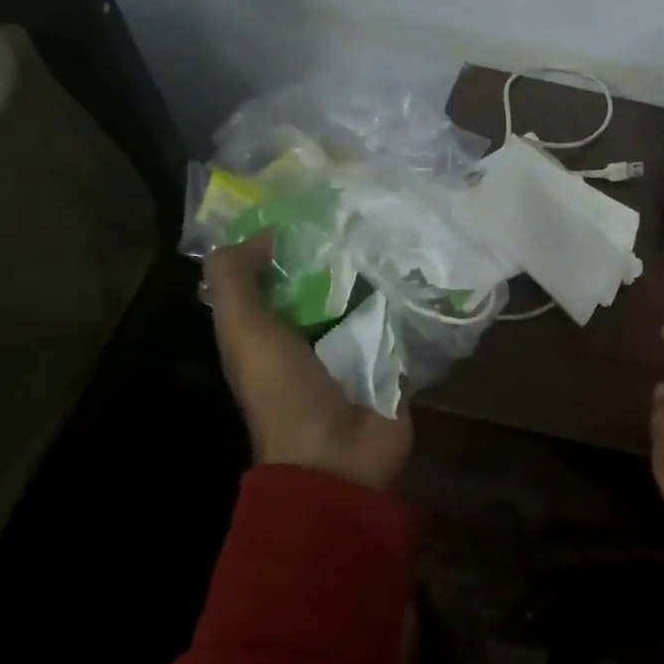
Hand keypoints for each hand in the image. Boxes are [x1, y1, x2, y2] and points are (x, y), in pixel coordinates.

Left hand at [204, 234, 412, 489]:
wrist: (338, 457)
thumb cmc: (285, 392)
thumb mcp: (243, 331)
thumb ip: (235, 279)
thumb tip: (264, 232)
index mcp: (270, 331)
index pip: (278, 276)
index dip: (289, 244)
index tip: (314, 206)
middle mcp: (311, 338)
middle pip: (327, 286)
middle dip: (343, 254)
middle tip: (368, 212)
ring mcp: (356, 352)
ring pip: (368, 302)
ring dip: (381, 275)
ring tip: (403, 231)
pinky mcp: (393, 364)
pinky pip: (403, 325)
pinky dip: (411, 303)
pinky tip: (428, 271)